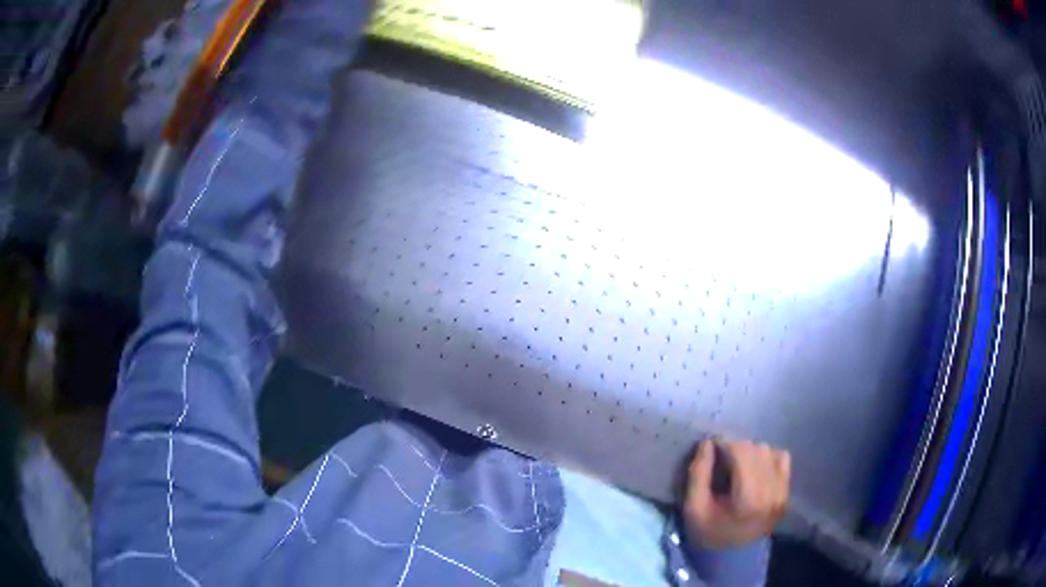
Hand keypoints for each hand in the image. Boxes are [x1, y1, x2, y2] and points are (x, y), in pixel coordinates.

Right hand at [682, 439, 790, 549]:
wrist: (733, 558)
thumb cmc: (709, 533)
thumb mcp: (693, 508)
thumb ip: (698, 474)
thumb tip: (707, 443)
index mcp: (748, 497)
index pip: (741, 451)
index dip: (724, 442)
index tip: (710, 446)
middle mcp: (771, 490)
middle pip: (755, 449)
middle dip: (735, 447)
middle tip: (720, 458)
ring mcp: (782, 491)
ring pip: (768, 451)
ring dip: (750, 452)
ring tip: (736, 466)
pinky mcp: (786, 491)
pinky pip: (782, 458)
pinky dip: (767, 457)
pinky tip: (754, 469)